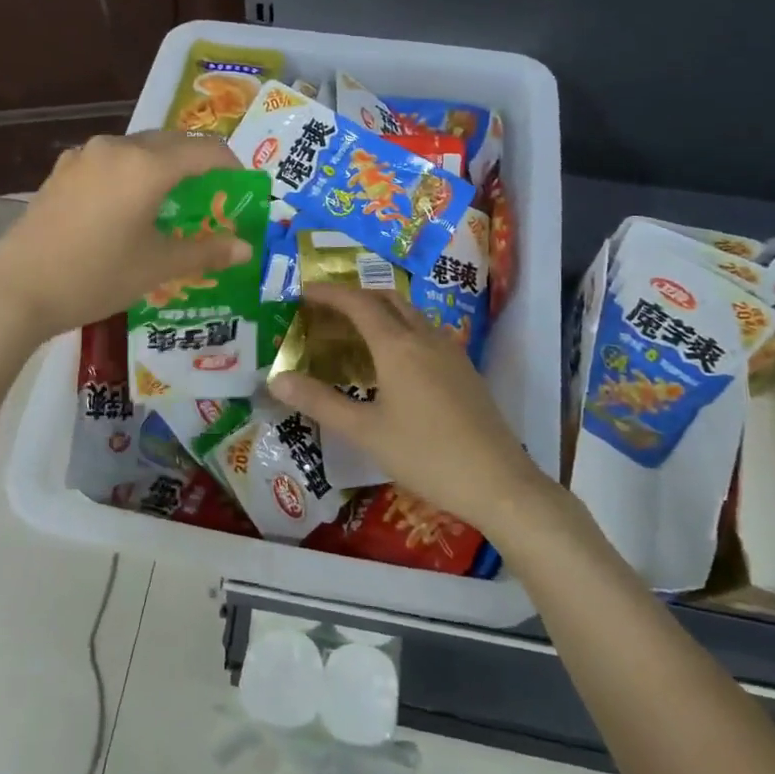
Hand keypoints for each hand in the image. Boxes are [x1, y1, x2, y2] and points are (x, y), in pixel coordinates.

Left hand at [0, 131, 253, 340]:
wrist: (16, 290)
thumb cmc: (96, 276)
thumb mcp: (157, 266)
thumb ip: (206, 251)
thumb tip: (246, 248)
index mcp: (147, 165)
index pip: (206, 151)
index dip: (232, 167)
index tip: (243, 190)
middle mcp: (117, 147)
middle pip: (173, 142)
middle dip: (199, 164)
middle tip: (213, 198)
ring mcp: (84, 156)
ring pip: (139, 149)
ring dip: (165, 167)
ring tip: (173, 202)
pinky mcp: (62, 170)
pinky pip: (111, 160)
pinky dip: (133, 173)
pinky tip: (129, 206)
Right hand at [266, 284, 549, 537]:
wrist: (498, 481)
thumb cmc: (425, 455)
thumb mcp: (365, 432)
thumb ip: (319, 402)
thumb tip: (276, 379)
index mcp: (397, 346)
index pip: (358, 303)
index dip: (330, 293)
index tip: (304, 292)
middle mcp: (425, 337)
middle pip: (387, 299)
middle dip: (355, 296)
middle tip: (328, 310)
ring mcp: (450, 352)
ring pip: (410, 314)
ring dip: (381, 310)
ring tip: (356, 331)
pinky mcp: (464, 369)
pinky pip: (426, 332)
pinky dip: (401, 328)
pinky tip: (394, 359)